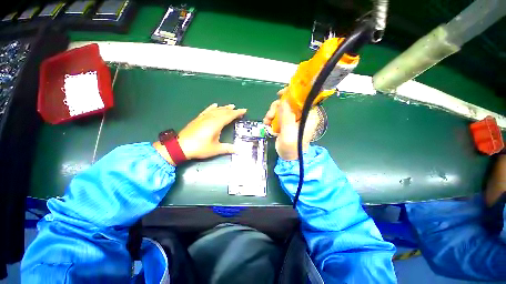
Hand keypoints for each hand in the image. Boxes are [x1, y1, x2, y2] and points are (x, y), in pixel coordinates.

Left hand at [155, 103, 246, 164]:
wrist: (180, 146)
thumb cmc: (199, 147)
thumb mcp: (215, 149)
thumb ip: (228, 148)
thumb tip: (239, 150)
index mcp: (216, 124)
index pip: (229, 116)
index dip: (237, 113)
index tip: (244, 110)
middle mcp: (210, 118)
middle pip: (223, 112)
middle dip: (233, 110)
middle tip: (240, 109)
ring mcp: (203, 117)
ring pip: (216, 110)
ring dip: (224, 108)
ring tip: (231, 106)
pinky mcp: (198, 119)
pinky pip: (207, 110)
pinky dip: (212, 107)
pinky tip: (215, 105)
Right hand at [263, 90, 317, 160]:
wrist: (288, 157)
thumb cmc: (292, 147)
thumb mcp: (289, 133)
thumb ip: (286, 117)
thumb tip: (283, 101)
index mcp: (309, 115)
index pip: (303, 97)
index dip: (292, 93)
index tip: (280, 94)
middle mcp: (302, 114)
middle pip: (289, 101)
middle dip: (277, 106)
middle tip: (270, 115)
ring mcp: (293, 117)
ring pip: (281, 107)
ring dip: (272, 112)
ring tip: (267, 122)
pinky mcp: (286, 121)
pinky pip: (277, 114)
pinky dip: (271, 117)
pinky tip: (267, 123)